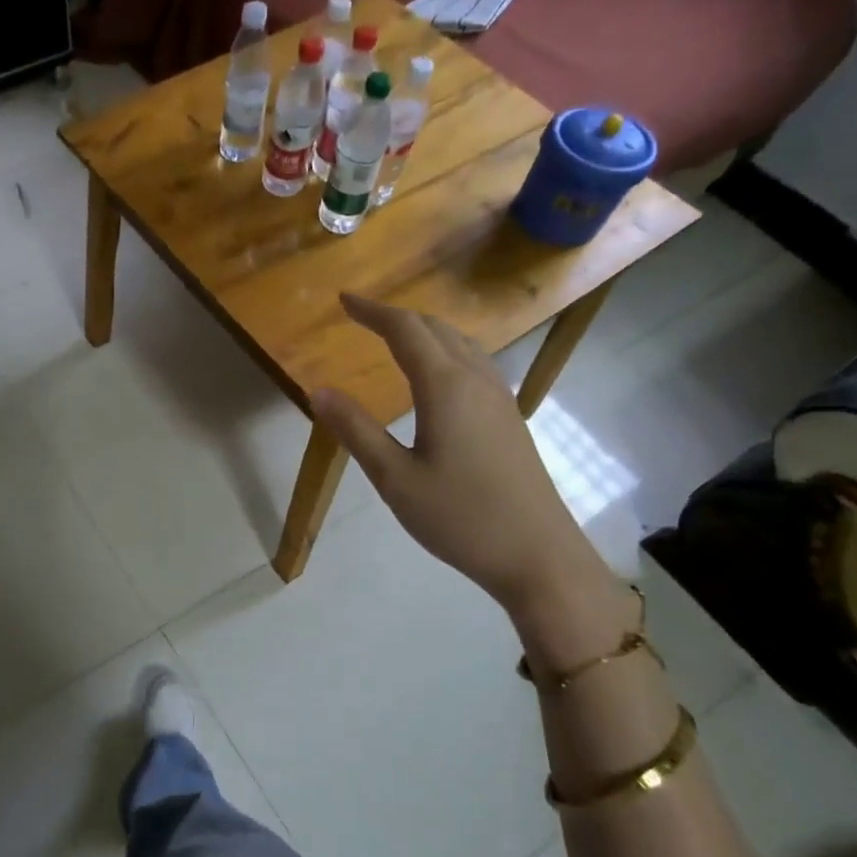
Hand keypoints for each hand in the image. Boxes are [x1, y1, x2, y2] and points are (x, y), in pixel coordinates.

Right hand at [311, 294, 600, 612]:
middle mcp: (476, 380)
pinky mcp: (509, 416)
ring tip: (394, 336)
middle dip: (396, 316)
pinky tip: (437, 374)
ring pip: (460, 343)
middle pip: (435, 329)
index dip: (372, 311)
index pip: (405, 330)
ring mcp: (499, 397)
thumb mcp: (395, 478)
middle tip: (361, 316)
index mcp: (445, 387)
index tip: (343, 300)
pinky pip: (474, 362)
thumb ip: (356, 430)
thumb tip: (318, 391)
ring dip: (424, 331)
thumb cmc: (460, 517)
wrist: (538, 555)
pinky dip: (445, 350)